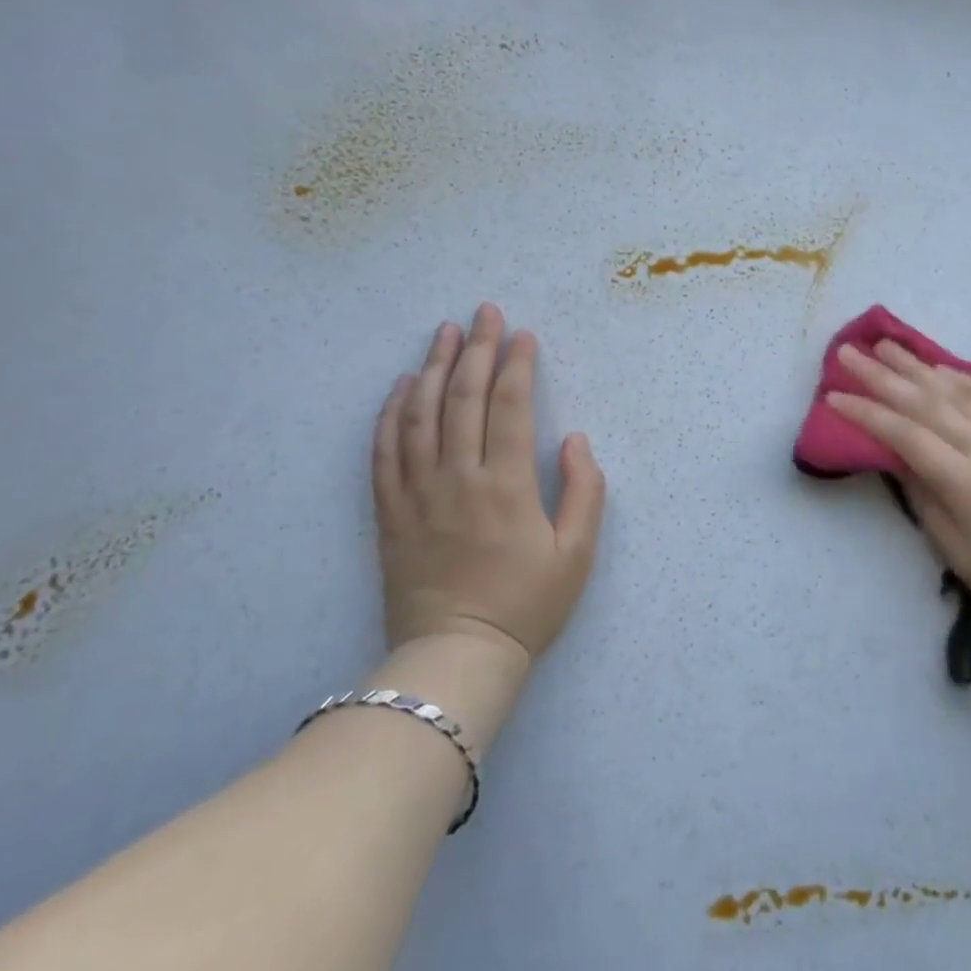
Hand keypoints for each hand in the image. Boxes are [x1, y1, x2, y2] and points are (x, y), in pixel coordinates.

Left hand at [372, 304, 605, 660]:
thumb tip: (573, 439)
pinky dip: (392, 413)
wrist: (455, 658)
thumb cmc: (526, 606)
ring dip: (434, 367)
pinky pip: (384, 451)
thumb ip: (585, 491)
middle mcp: (458, 478)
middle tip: (485, 312)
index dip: (517, 364)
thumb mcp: (577, 555)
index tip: (523, 334)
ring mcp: (418, 493)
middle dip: (477, 349)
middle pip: (464, 397)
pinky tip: (403, 385)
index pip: (510, 406)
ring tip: (444, 332)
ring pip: (421, 415)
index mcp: (506, 485)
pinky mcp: (390, 512)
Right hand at [828, 340, 970, 642]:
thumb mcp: (961, 554)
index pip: (903, 435)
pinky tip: (945, 368)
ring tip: (886, 345)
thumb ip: (926, 502)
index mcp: (964, 480)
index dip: (866, 413)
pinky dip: (965, 378)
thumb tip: (900, 463)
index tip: (834, 396)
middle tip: (848, 352)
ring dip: (917, 366)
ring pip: (956, 391)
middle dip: (881, 375)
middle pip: (924, 401)